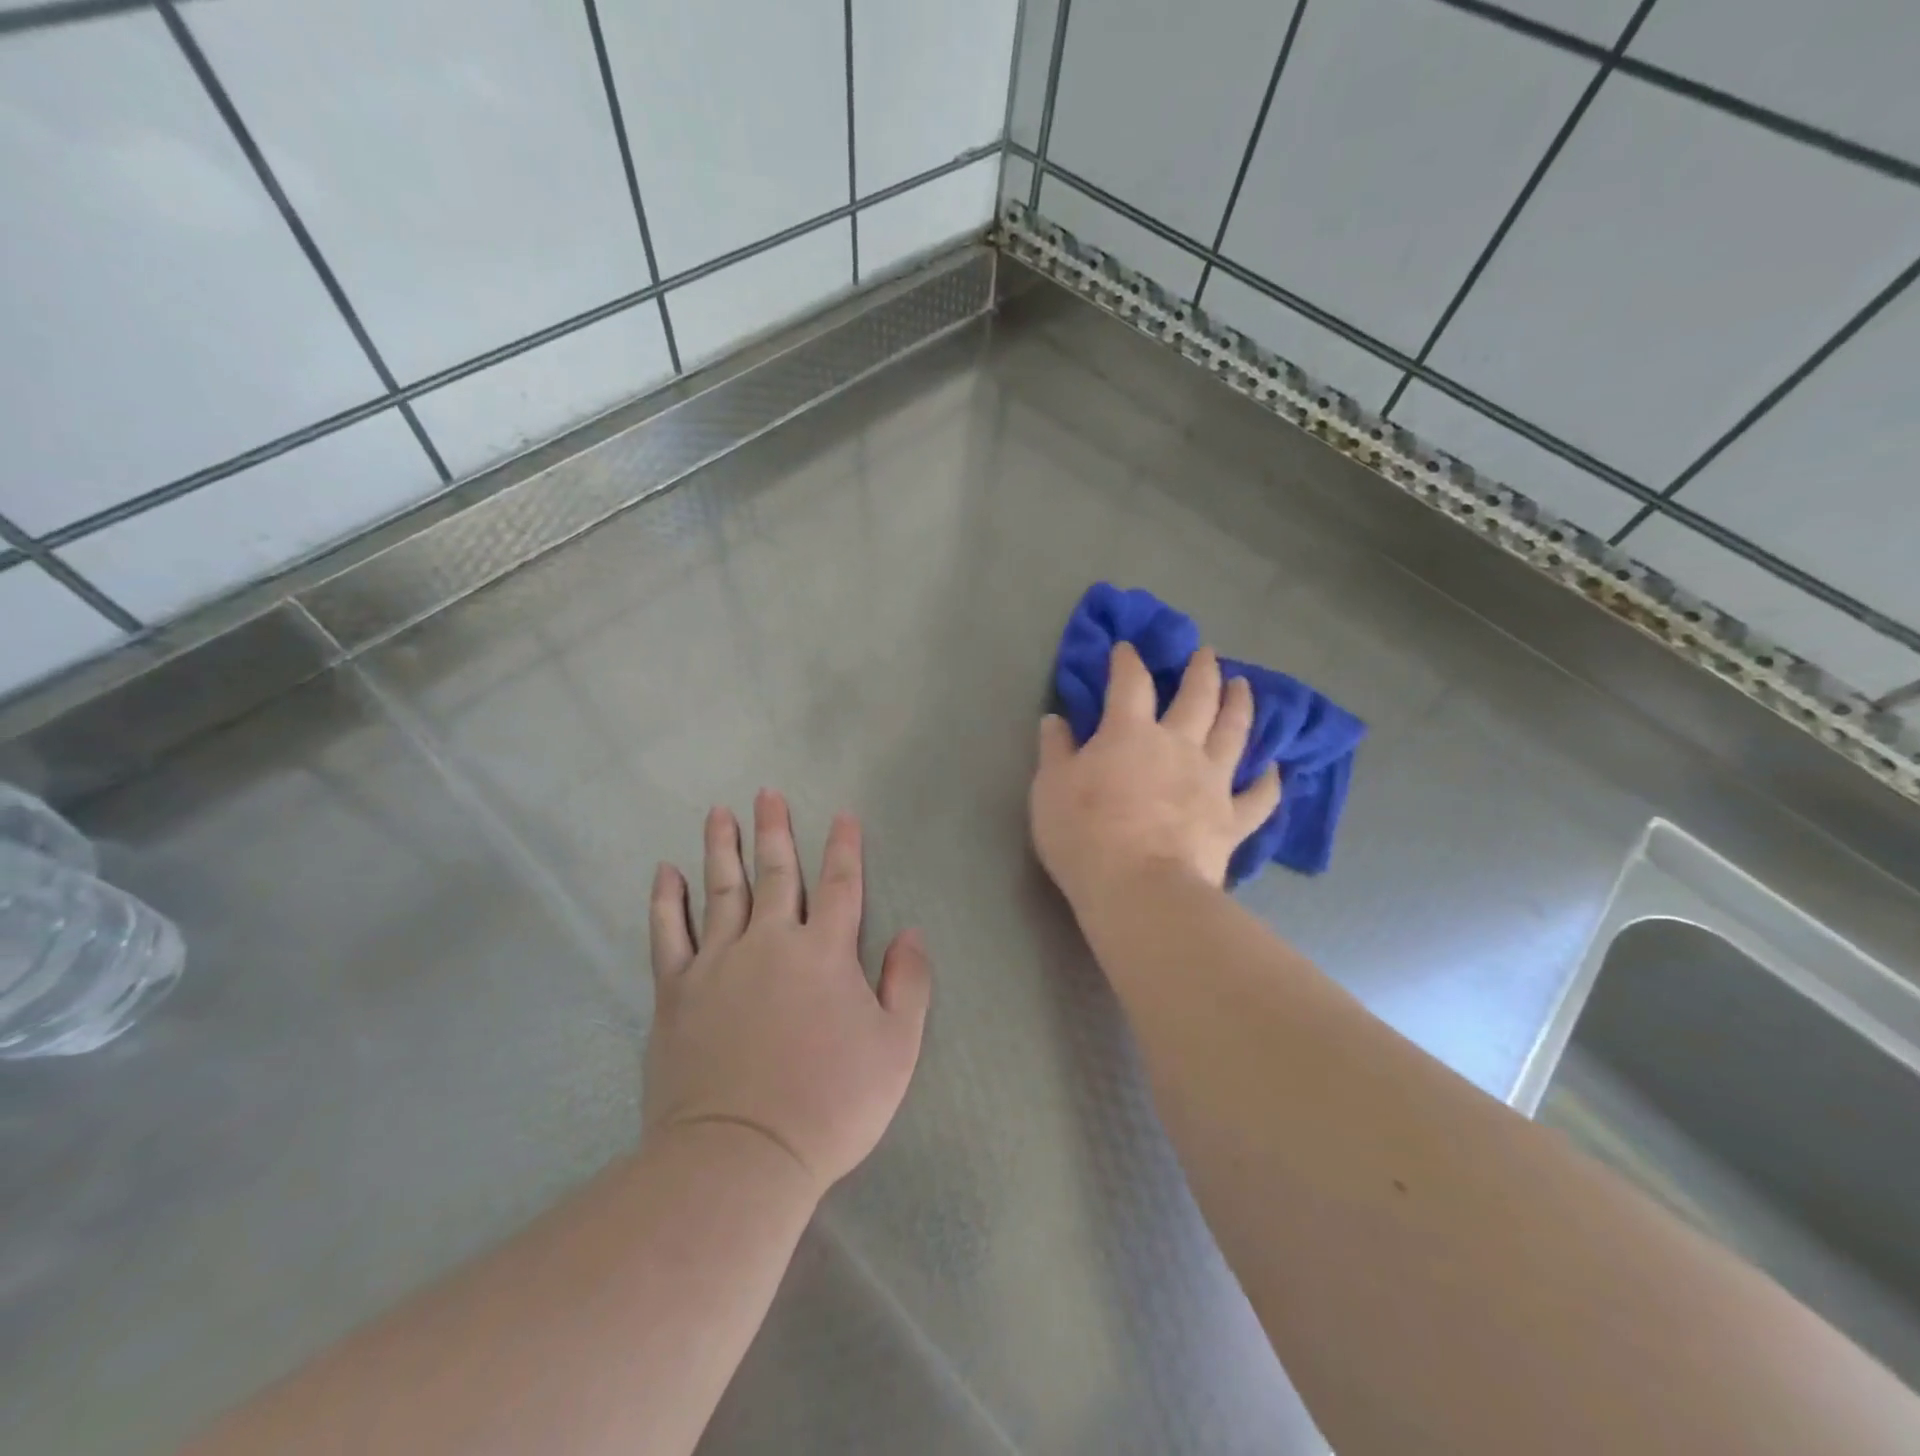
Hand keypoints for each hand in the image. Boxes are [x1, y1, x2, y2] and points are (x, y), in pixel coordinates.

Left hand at [644, 791, 931, 1197]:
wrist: (741, 1156)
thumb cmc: (830, 1104)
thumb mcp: (896, 1048)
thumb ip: (909, 984)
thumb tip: (911, 932)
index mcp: (825, 953)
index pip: (841, 885)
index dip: (844, 848)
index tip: (843, 816)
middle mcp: (770, 942)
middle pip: (776, 874)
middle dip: (775, 832)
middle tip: (767, 794)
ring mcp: (718, 963)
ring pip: (720, 890)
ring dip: (722, 848)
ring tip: (719, 813)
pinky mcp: (676, 992)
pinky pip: (668, 934)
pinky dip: (666, 900)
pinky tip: (665, 872)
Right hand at [1031, 642, 1280, 906]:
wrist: (1139, 889)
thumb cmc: (1084, 834)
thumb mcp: (1050, 788)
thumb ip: (1056, 750)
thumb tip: (1055, 719)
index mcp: (1129, 732)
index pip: (1130, 683)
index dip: (1127, 661)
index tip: (1126, 648)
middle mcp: (1178, 745)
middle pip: (1197, 696)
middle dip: (1201, 670)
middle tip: (1207, 654)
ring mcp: (1212, 780)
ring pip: (1234, 732)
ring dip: (1240, 705)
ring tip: (1244, 686)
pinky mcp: (1233, 819)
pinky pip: (1259, 796)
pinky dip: (1269, 781)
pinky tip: (1275, 768)